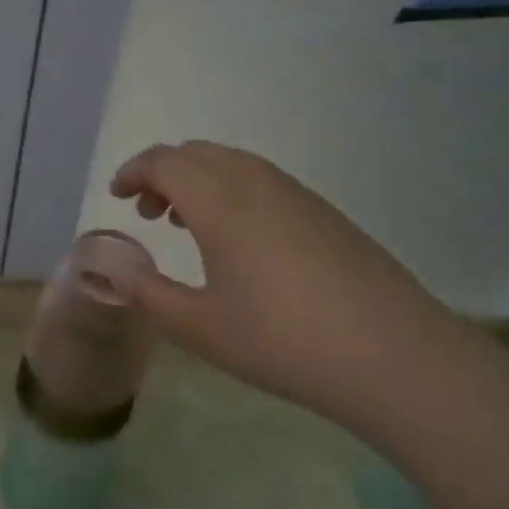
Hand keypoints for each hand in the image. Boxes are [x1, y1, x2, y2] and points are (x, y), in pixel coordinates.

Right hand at [110, 141, 450, 423]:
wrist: (393, 355)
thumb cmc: (283, 340)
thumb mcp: (200, 328)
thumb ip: (148, 293)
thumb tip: (115, 268)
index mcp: (218, 200)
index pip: (164, 162)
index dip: (133, 172)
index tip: (117, 196)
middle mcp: (254, 181)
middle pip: (197, 154)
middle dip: (163, 174)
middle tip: (149, 213)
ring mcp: (294, 192)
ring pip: (231, 163)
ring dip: (198, 180)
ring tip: (188, 224)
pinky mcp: (323, 211)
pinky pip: (261, 180)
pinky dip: (232, 190)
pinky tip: (240, 239)